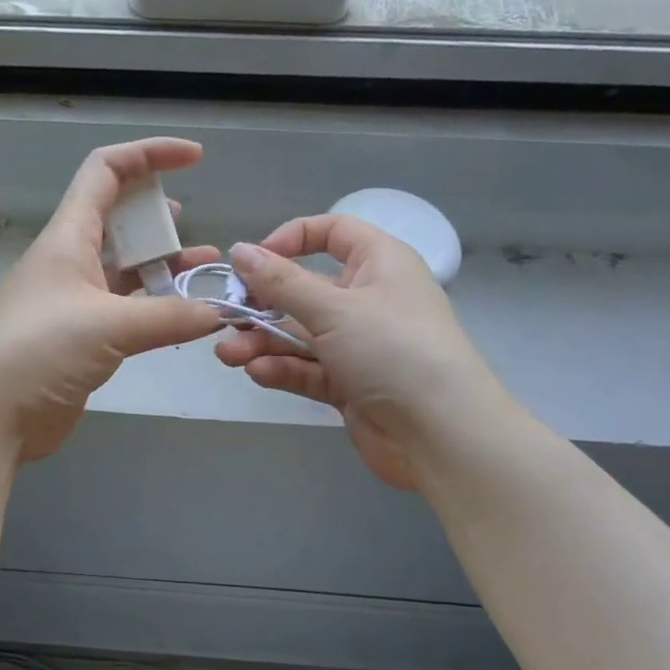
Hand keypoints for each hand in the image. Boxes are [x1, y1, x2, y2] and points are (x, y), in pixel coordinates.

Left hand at [0, 139, 223, 461]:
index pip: (106, 171)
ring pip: (126, 268)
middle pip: (119, 217)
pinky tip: (184, 315)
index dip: (149, 154)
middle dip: (160, 216)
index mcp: (68, 237)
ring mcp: (74, 300)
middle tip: (197, 231)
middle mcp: (70, 260)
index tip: (195, 159)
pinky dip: (156, 307)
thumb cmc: (39, 351)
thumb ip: (169, 316)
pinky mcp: (81, 337)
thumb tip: (219, 312)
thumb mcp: (108, 326)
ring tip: (205, 270)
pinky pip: (127, 309)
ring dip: (164, 265)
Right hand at [214, 215, 506, 488]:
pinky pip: (307, 368)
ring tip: (229, 354)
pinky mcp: (349, 384)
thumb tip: (240, 251)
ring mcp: (358, 345)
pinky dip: (282, 369)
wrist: (442, 436)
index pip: (332, 233)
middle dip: (262, 304)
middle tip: (227, 317)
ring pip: (299, 334)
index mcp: (378, 264)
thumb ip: (281, 282)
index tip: (253, 261)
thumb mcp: (334, 309)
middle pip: (304, 290)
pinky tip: (257, 373)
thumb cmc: (393, 351)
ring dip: (262, 341)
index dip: (291, 239)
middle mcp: (368, 299)